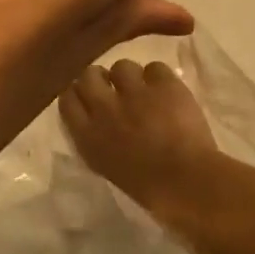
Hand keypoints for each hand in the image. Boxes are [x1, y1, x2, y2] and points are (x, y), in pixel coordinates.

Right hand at [60, 59, 218, 215]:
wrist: (187, 182)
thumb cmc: (147, 187)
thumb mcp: (106, 166)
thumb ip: (94, 139)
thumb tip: (95, 120)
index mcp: (88, 136)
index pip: (67, 100)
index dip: (78, 94)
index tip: (87, 97)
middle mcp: (105, 108)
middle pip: (89, 75)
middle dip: (99, 78)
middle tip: (114, 88)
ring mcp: (134, 93)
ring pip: (122, 66)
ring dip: (131, 77)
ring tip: (144, 89)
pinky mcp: (164, 85)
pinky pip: (155, 68)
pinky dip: (160, 79)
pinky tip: (167, 93)